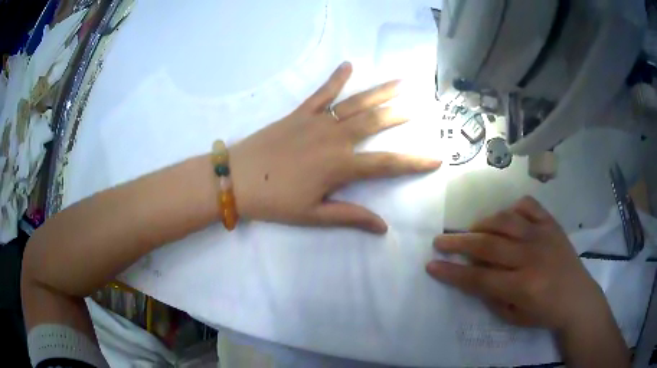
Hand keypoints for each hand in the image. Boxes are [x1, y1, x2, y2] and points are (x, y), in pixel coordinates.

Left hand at [229, 62, 440, 232]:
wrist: (236, 179)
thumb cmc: (274, 202)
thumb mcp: (313, 216)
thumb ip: (351, 217)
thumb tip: (383, 228)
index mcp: (340, 166)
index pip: (387, 164)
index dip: (414, 163)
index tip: (436, 159)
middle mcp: (334, 139)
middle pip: (374, 123)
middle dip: (399, 114)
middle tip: (419, 104)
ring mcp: (316, 122)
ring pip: (355, 104)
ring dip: (380, 92)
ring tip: (401, 82)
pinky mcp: (298, 114)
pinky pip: (321, 93)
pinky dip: (335, 78)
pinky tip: (348, 64)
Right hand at [426, 197, 609, 331]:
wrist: (578, 298)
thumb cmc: (545, 313)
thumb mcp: (514, 316)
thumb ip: (492, 296)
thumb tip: (474, 276)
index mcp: (522, 285)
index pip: (479, 278)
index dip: (452, 273)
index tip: (432, 265)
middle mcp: (531, 256)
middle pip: (488, 245)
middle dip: (458, 243)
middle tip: (440, 241)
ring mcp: (543, 236)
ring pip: (506, 221)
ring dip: (483, 224)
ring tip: (472, 230)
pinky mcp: (552, 224)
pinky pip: (529, 206)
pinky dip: (513, 207)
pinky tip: (506, 217)